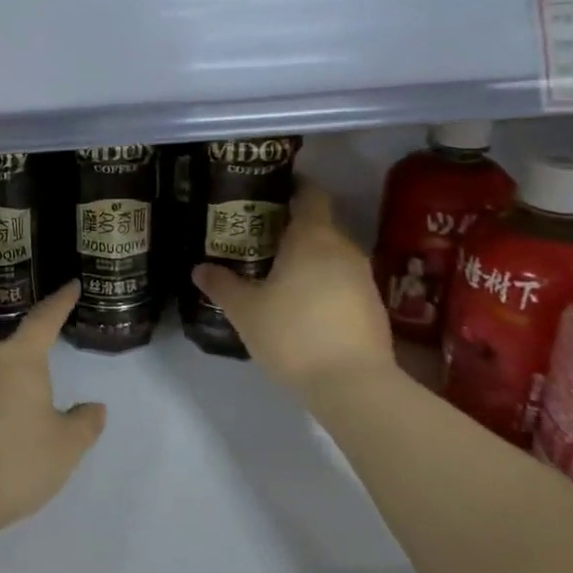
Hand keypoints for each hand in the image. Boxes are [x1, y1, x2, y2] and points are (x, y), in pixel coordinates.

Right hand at [190, 184, 394, 404]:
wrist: (354, 385)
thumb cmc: (294, 334)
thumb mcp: (245, 311)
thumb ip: (222, 285)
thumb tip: (199, 268)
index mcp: (312, 237)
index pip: (310, 195)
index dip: (294, 188)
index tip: (271, 193)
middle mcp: (343, 248)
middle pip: (320, 225)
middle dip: (294, 228)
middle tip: (261, 238)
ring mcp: (363, 277)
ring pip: (333, 255)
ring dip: (310, 258)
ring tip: (280, 272)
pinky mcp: (373, 306)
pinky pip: (344, 281)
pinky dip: (325, 283)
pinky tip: (304, 305)